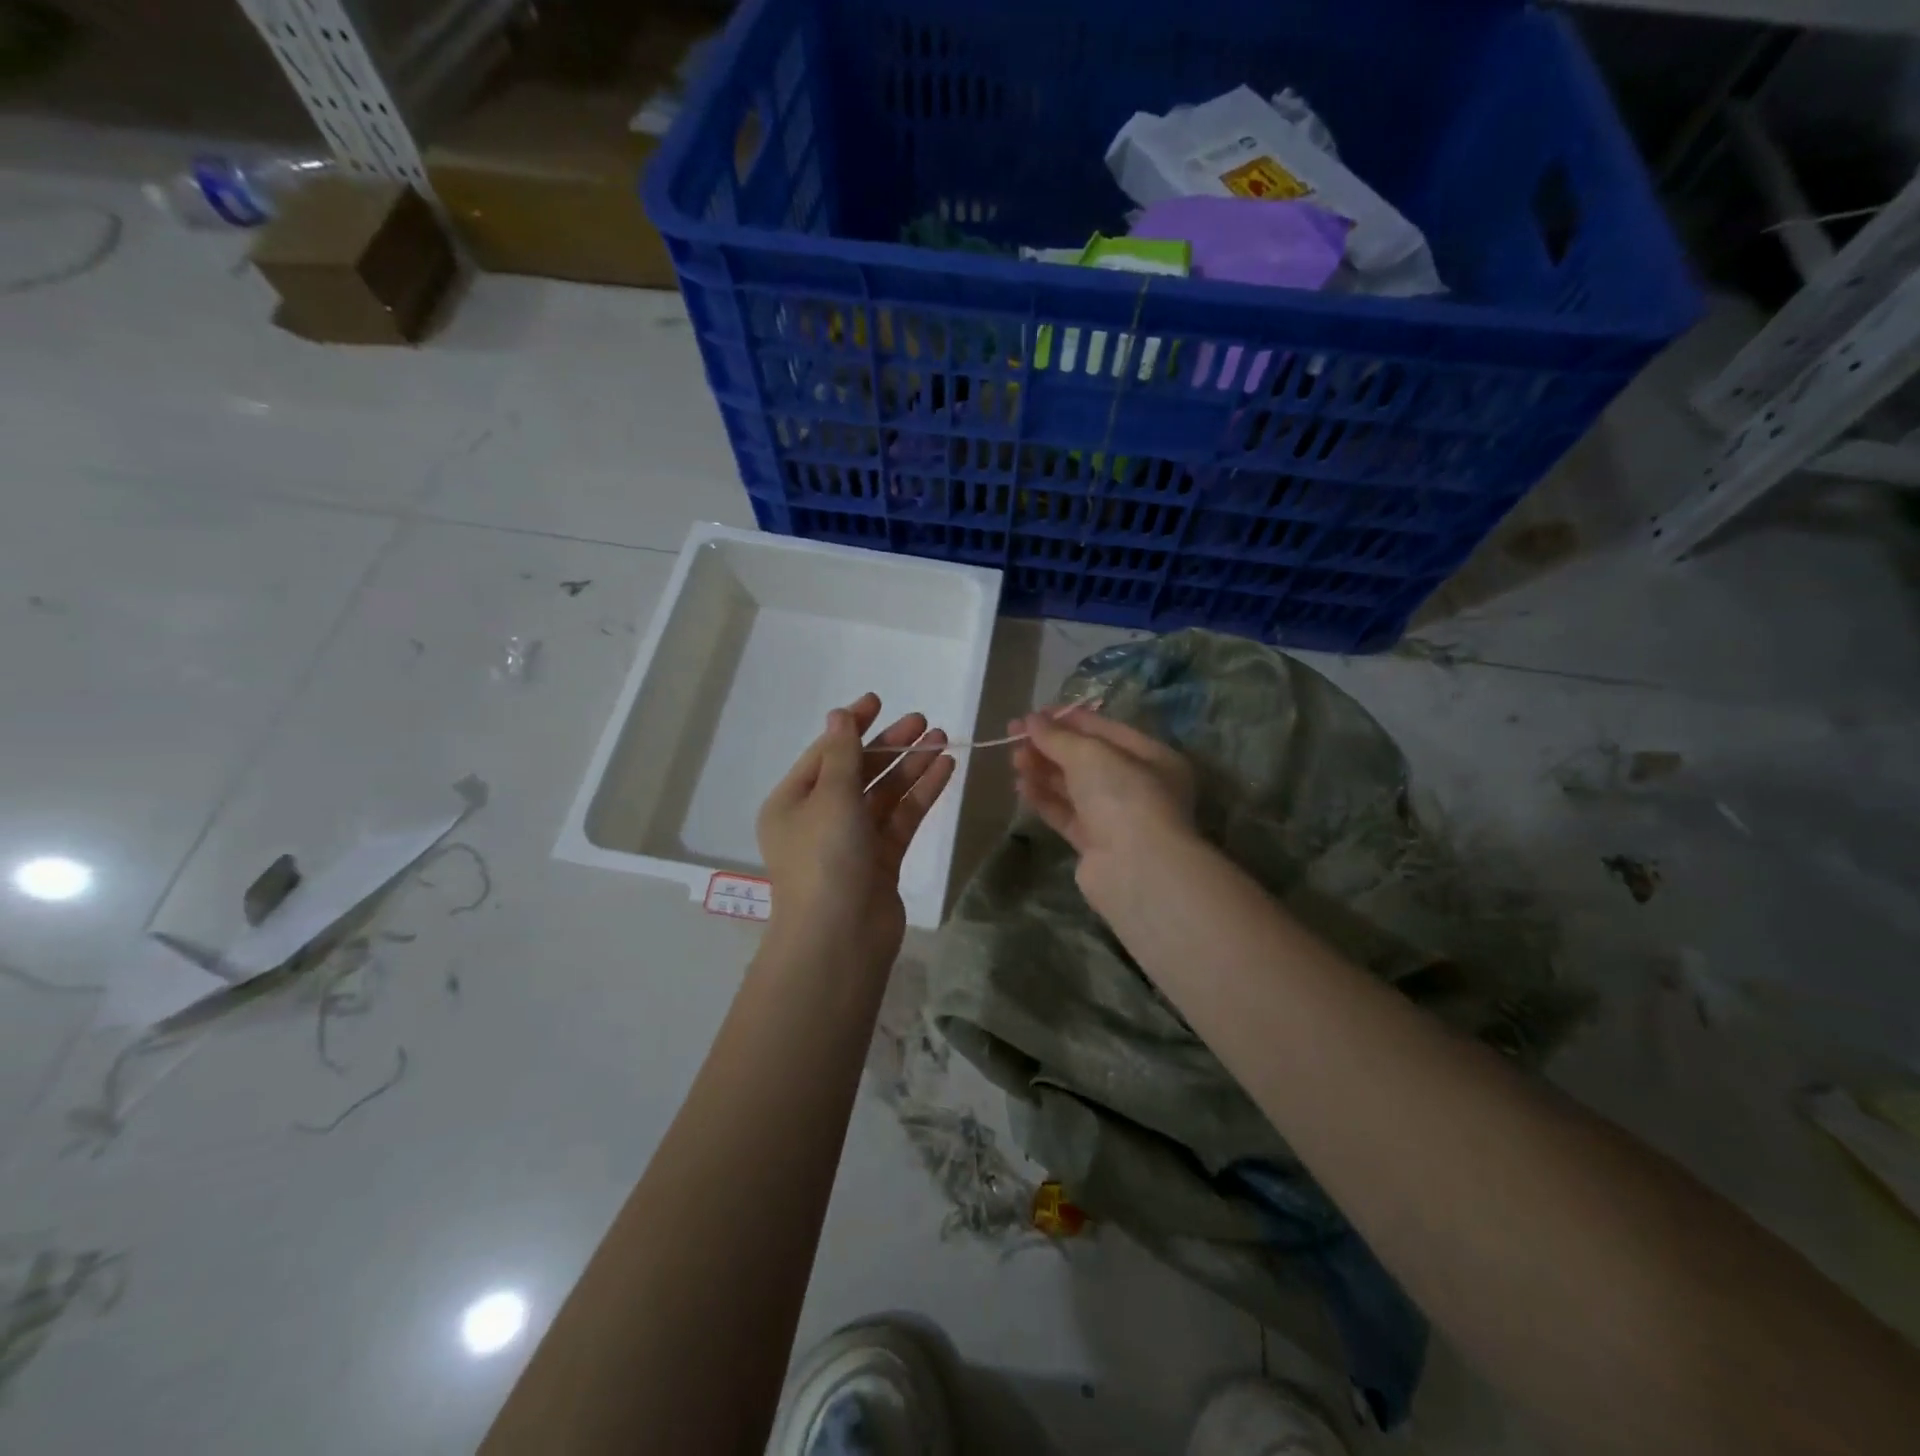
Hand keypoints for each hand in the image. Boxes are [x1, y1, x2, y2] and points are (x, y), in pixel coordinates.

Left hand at [757, 692, 954, 966]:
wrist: (840, 938)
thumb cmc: (825, 858)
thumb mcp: (830, 797)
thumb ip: (842, 753)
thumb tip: (839, 715)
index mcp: (793, 802)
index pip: (826, 752)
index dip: (852, 725)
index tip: (879, 701)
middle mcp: (820, 818)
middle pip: (859, 771)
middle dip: (890, 745)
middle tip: (923, 722)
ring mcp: (852, 840)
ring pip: (885, 794)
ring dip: (912, 766)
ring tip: (943, 739)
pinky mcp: (881, 860)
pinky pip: (902, 817)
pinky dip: (921, 794)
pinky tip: (945, 769)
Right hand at [1011, 706, 1197, 907]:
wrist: (1136, 869)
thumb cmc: (1123, 796)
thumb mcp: (1090, 755)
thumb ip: (1058, 737)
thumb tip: (1031, 720)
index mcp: (1151, 756)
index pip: (1104, 730)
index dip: (1067, 719)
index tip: (1032, 715)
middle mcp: (1138, 786)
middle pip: (1087, 759)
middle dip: (1050, 746)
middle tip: (1013, 737)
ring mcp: (1117, 817)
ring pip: (1074, 787)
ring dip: (1044, 771)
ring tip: (1014, 760)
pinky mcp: (1096, 844)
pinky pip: (1067, 814)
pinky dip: (1045, 799)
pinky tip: (1021, 787)